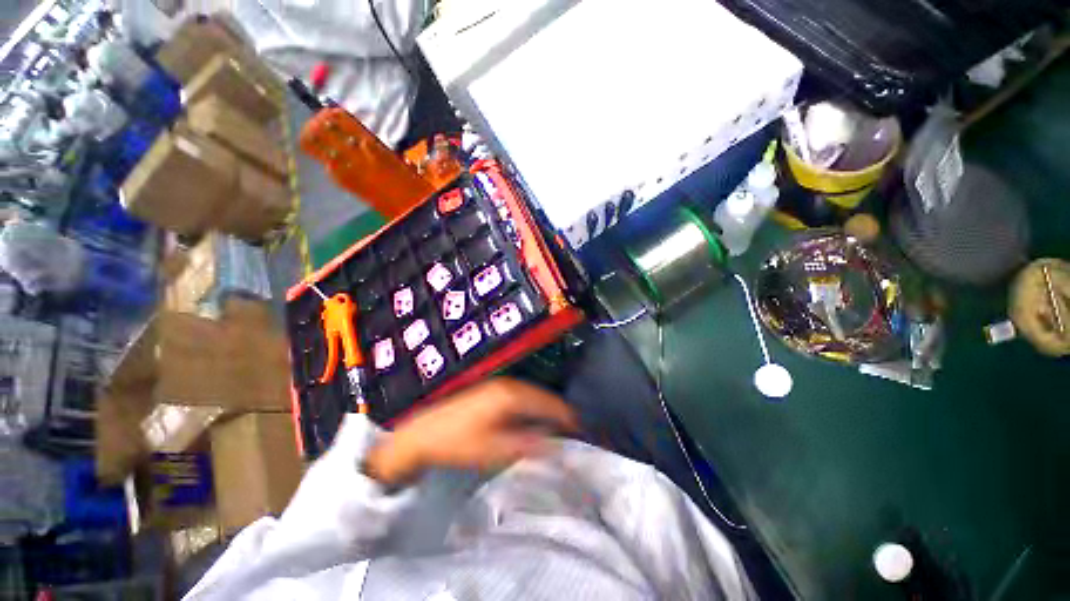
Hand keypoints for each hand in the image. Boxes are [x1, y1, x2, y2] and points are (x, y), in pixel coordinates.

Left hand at [363, 378, 577, 486]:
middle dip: (559, 413)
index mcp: (512, 395)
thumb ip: (528, 444)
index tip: (582, 431)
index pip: (549, 403)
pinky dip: (534, 408)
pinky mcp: (493, 390)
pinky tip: (535, 420)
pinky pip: (523, 397)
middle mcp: (509, 385)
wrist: (423, 432)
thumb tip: (557, 444)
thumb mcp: (494, 449)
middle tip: (574, 432)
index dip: (567, 417)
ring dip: (547, 410)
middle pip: (543, 396)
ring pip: (533, 395)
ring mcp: (500, 385)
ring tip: (559, 428)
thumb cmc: (458, 442)